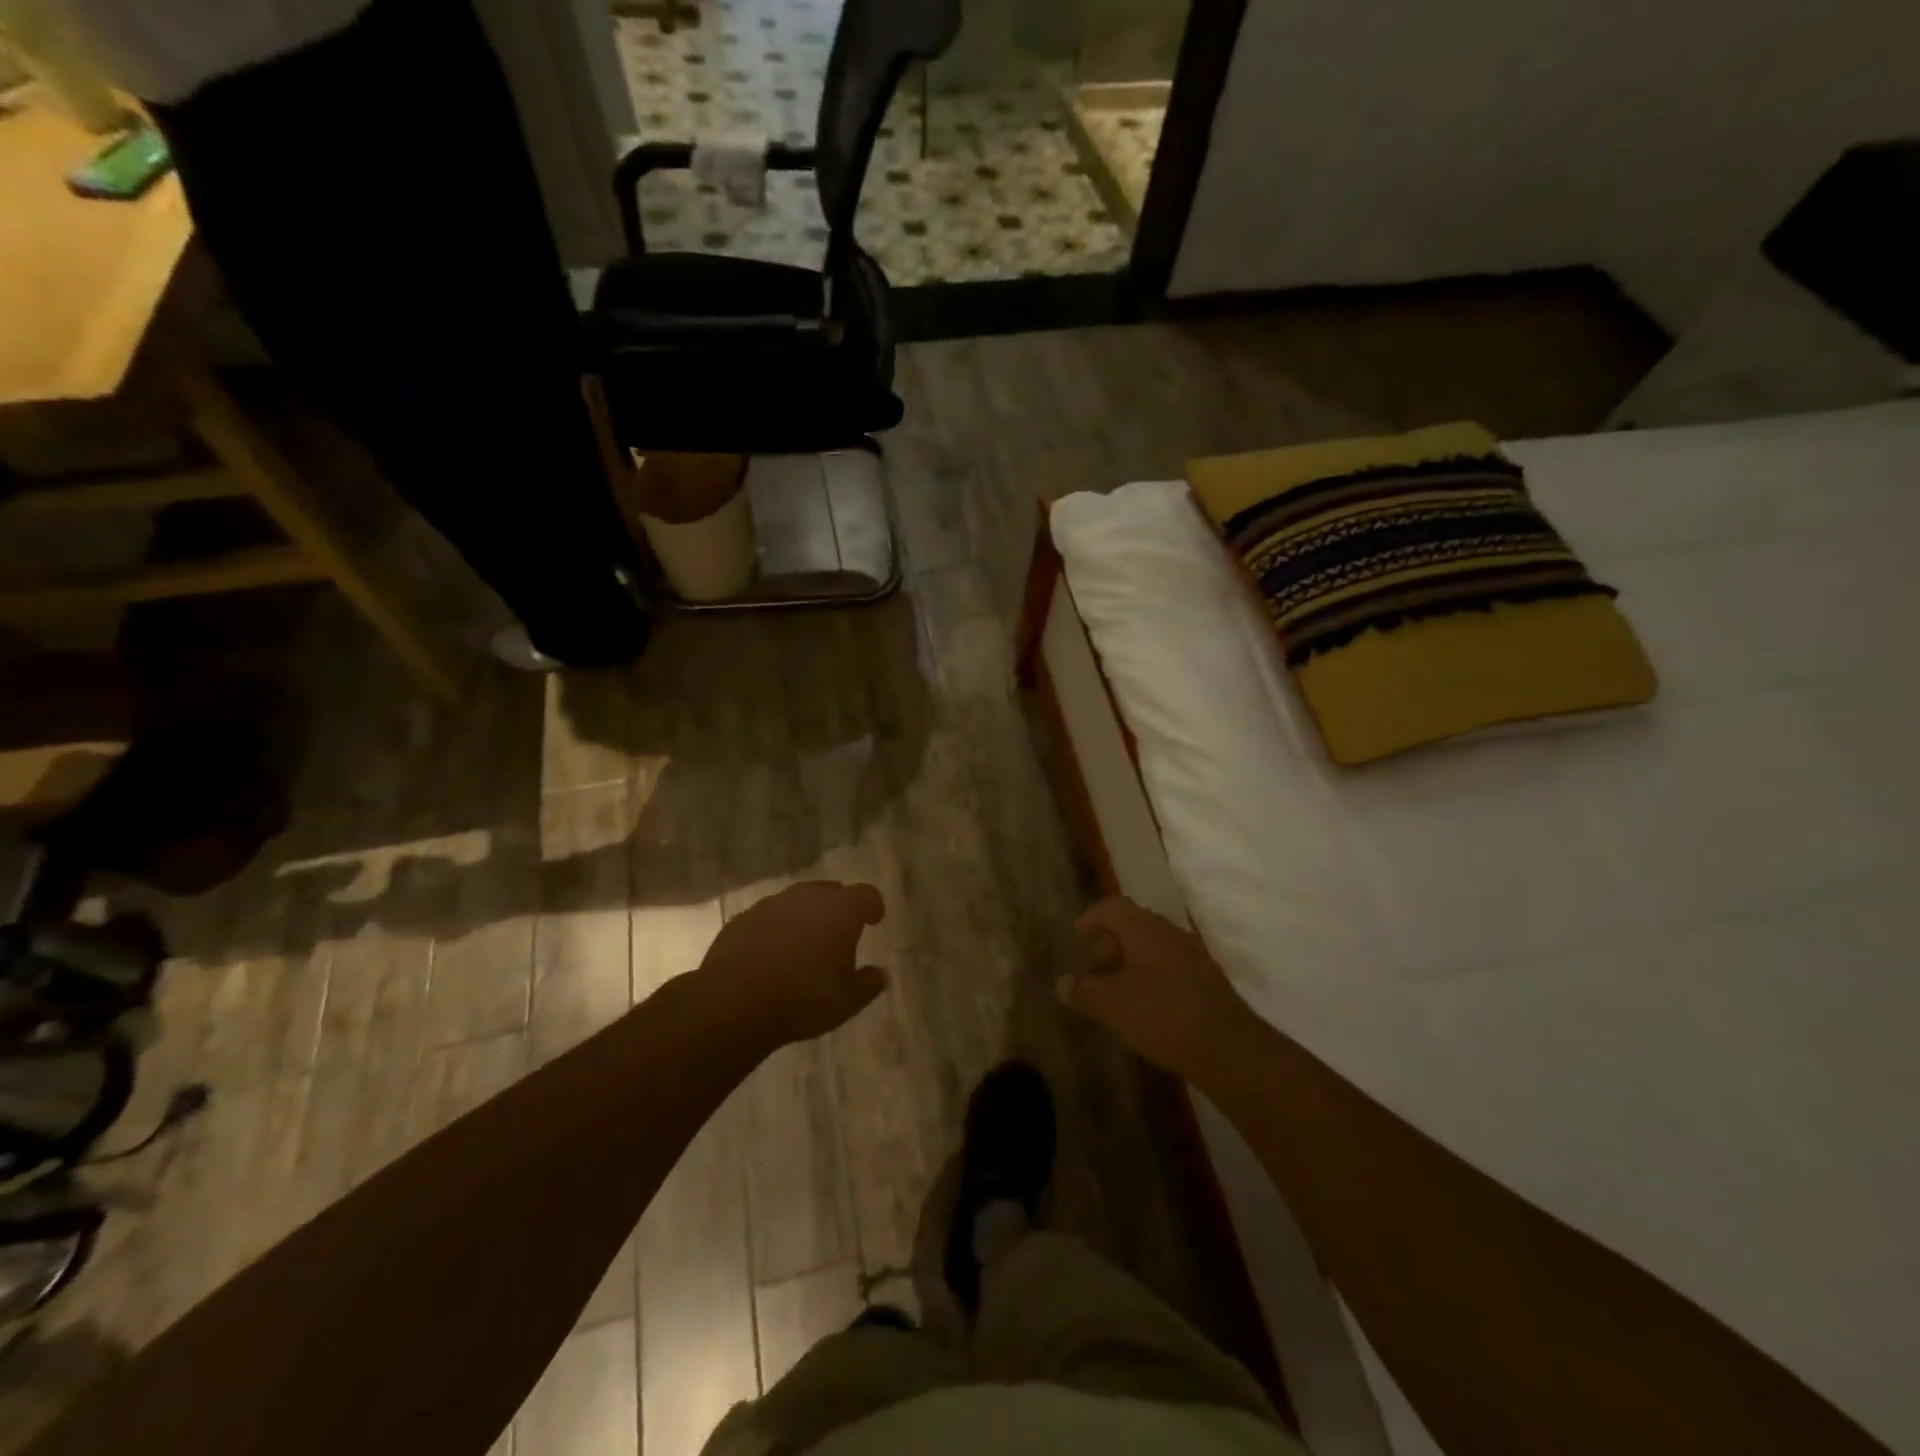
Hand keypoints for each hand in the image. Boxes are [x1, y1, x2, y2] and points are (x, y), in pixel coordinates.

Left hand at [697, 881, 887, 1046]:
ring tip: (804, 946)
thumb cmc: (804, 998)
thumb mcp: (848, 1001)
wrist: (735, 1002)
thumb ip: (868, 984)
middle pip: (830, 892)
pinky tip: (772, 956)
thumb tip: (880, 974)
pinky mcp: (743, 919)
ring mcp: (771, 904)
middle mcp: (808, 897)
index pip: (867, 895)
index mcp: (841, 909)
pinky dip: (776, 930)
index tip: (874, 920)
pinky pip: (768, 918)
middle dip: (837, 909)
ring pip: (797, 902)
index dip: (873, 906)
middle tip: (838, 934)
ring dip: (804, 918)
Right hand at [1057, 896, 1249, 1079]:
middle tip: (1093, 969)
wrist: (1229, 1048)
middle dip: (1110, 944)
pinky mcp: (1208, 982)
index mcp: (1144, 928)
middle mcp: (1170, 933)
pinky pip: (1171, 968)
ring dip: (1132, 963)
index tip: (1076, 938)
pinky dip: (1152, 979)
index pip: (1112, 907)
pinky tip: (1146, 1008)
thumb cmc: (1161, 1015)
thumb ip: (1083, 991)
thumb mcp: (1111, 1006)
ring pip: (1153, 948)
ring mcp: (1194, 956)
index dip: (1091, 918)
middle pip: (1134, 925)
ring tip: (1116, 992)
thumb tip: (1062, 983)